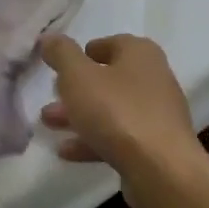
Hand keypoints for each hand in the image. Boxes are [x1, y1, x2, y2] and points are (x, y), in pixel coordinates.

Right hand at [40, 33, 208, 207]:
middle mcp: (154, 79)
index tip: (63, 63)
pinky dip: (93, 140)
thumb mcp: (78, 77)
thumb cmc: (117, 112)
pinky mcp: (154, 146)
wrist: (161, 170)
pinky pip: (119, 137)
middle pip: (110, 79)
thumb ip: (61, 54)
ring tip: (48, 123)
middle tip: (51, 95)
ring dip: (80, 115)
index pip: (113, 43)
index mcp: (141, 55)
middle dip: (76, 88)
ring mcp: (156, 115)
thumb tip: (50, 37)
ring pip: (111, 110)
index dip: (86, 51)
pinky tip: (66, 151)